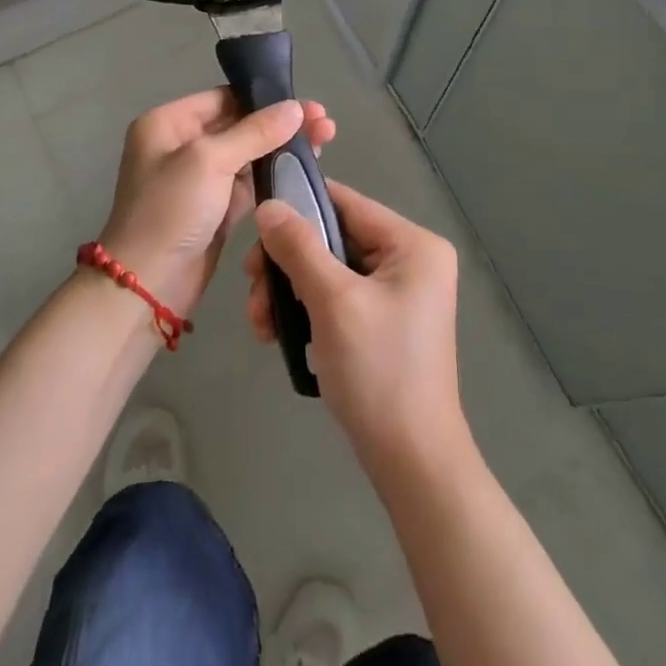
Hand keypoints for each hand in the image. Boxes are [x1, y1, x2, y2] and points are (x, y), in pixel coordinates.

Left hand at [100, 89, 334, 320]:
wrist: (148, 286)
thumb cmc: (170, 211)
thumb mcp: (209, 161)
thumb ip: (255, 131)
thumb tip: (295, 107)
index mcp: (168, 123)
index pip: (223, 98)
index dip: (265, 98)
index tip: (306, 104)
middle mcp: (181, 145)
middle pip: (240, 124)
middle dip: (281, 124)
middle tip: (325, 123)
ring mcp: (199, 178)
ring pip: (249, 154)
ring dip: (282, 148)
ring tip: (324, 141)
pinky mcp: (215, 207)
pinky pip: (249, 183)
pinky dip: (274, 175)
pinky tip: (305, 169)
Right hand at [247, 181, 468, 486]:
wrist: (411, 462)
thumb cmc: (378, 371)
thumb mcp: (333, 301)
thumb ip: (299, 247)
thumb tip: (269, 206)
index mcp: (413, 245)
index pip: (347, 204)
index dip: (299, 206)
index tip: (255, 227)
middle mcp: (411, 260)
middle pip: (334, 239)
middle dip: (287, 264)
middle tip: (252, 288)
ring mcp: (399, 293)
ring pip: (329, 271)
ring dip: (289, 292)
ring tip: (260, 324)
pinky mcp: (384, 322)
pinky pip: (337, 298)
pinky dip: (306, 311)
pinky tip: (278, 335)